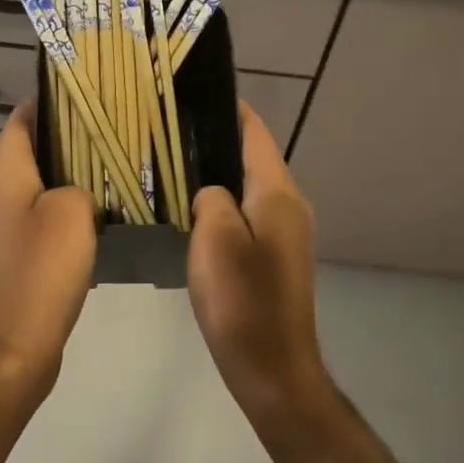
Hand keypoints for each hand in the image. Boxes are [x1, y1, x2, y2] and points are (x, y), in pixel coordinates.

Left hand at [0, 101, 96, 402]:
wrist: (16, 344)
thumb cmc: (41, 271)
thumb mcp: (72, 213)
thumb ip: (81, 185)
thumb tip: (82, 190)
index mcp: (6, 173)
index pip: (23, 119)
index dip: (51, 101)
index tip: (89, 92)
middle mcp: (0, 192)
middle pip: (34, 148)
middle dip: (70, 135)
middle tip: (114, 127)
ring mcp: (8, 224)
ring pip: (43, 182)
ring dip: (74, 172)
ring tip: (117, 162)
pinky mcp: (21, 251)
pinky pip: (47, 213)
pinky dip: (72, 204)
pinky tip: (105, 209)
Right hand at [187, 103, 330, 439]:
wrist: (273, 369)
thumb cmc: (242, 301)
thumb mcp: (214, 239)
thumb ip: (211, 199)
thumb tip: (212, 193)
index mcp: (278, 194)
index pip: (256, 135)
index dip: (231, 111)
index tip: (196, 94)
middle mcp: (290, 206)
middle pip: (254, 159)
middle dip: (219, 143)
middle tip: (173, 133)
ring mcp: (287, 235)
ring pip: (250, 190)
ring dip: (220, 177)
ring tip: (177, 167)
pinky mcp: (277, 259)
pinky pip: (249, 217)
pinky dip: (225, 206)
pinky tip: (194, 213)